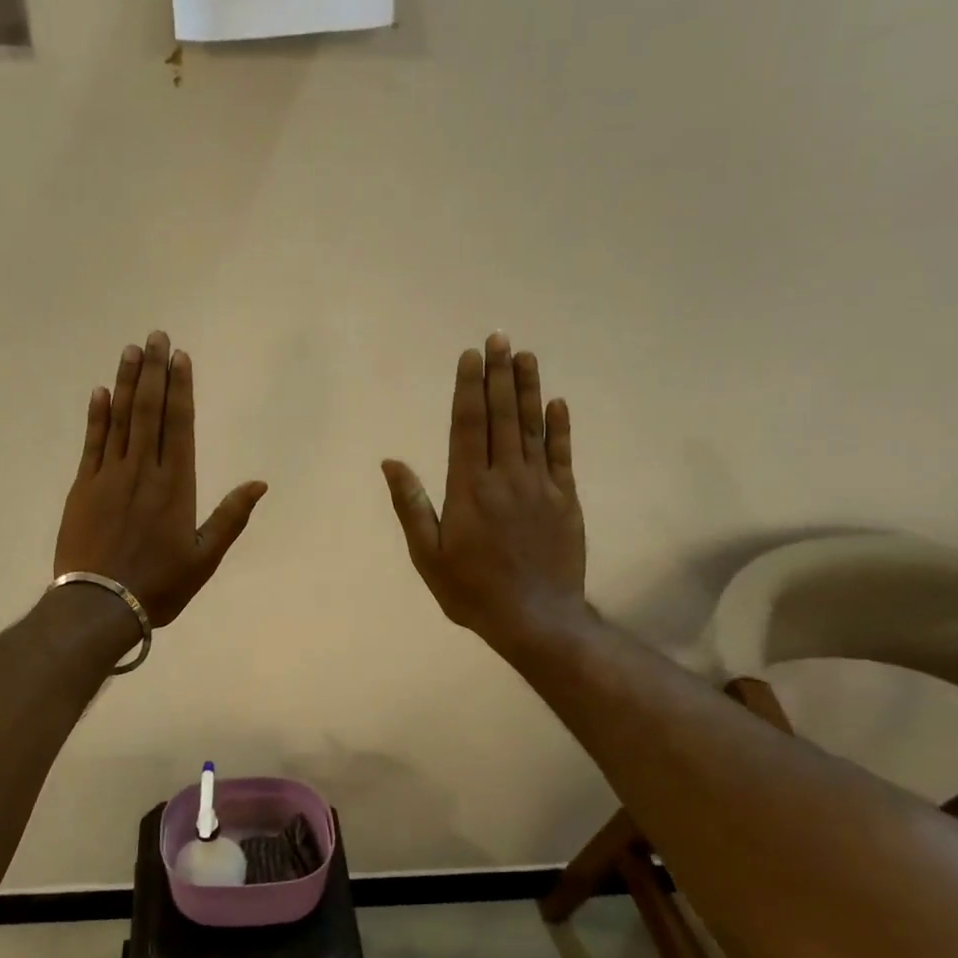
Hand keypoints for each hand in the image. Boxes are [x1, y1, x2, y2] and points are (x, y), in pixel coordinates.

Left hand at [54, 331, 266, 626]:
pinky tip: (100, 392)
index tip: (180, 357)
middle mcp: (143, 470)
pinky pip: (92, 443)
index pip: (179, 425)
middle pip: (150, 411)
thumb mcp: (205, 558)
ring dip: (127, 383)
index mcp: (175, 485)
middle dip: (154, 372)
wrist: (100, 605)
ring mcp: (109, 476)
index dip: (180, 388)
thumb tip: (259, 483)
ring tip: (131, 350)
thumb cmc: (159, 585)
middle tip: (155, 336)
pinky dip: (97, 416)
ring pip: (120, 419)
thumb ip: (231, 517)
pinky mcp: (83, 487)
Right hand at [382, 333, 588, 652]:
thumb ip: (411, 505)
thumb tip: (391, 462)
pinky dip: (561, 428)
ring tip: (525, 356)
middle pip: (501, 416)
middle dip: (498, 375)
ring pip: (533, 427)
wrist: (535, 619)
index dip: (468, 388)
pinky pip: (563, 456)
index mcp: (469, 488)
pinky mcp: (565, 500)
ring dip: (528, 389)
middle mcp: (505, 477)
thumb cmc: (472, 590)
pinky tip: (557, 402)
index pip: (467, 426)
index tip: (470, 356)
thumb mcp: (428, 554)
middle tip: (498, 338)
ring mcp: (540, 486)